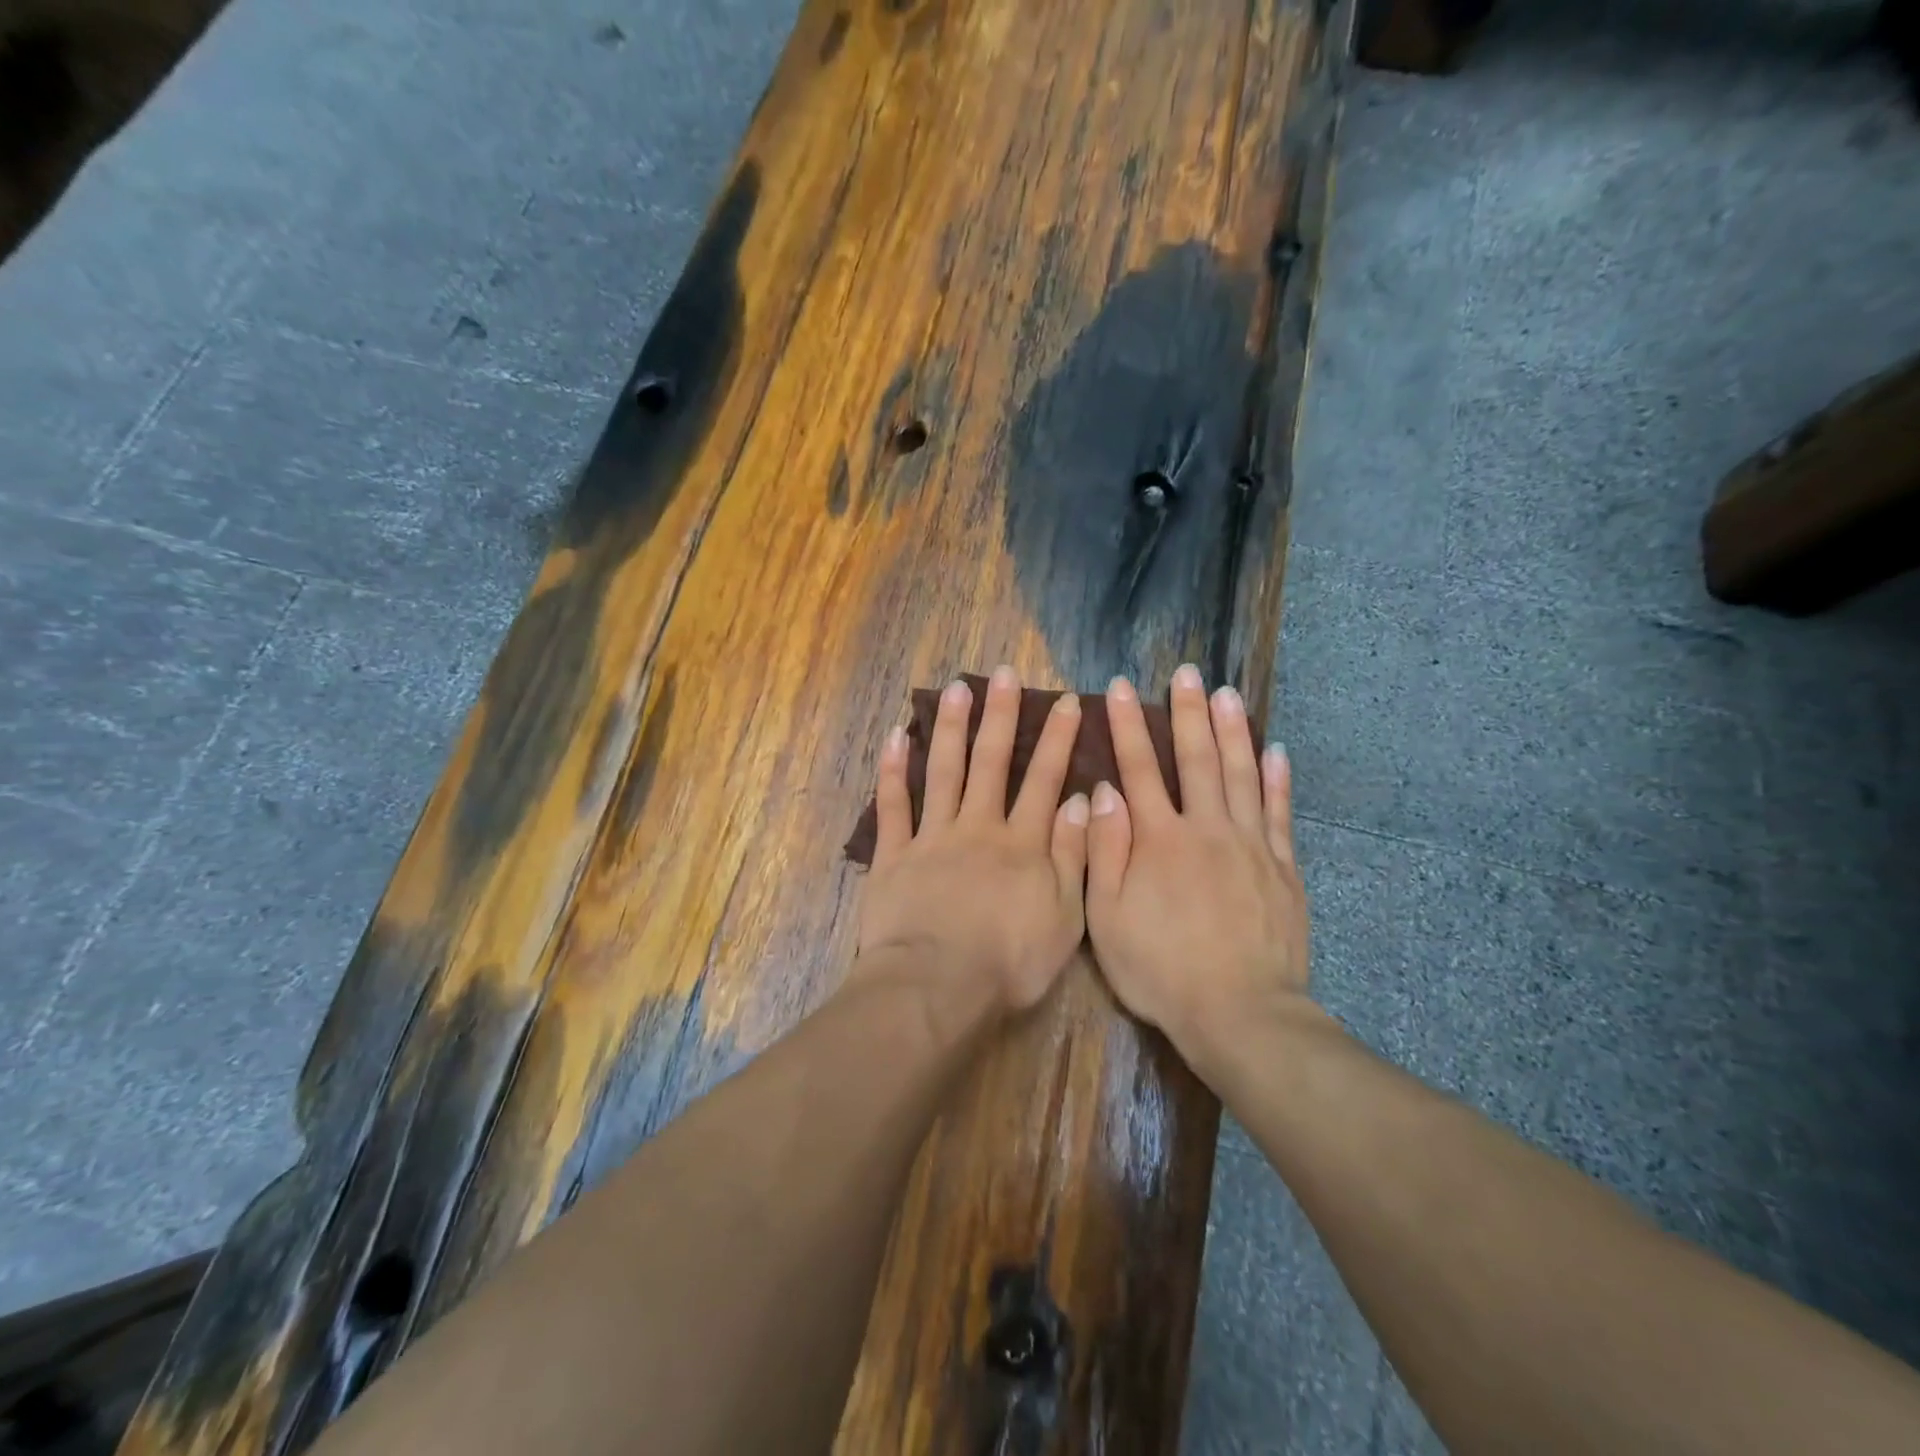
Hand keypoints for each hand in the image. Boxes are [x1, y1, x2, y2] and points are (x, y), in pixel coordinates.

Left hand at [858, 666, 1090, 1013]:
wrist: (938, 986)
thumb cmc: (1009, 962)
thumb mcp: (1064, 917)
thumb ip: (1071, 855)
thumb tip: (1080, 799)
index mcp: (1021, 843)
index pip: (1044, 780)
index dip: (1057, 740)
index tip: (1066, 703)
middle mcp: (977, 827)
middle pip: (990, 762)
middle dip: (1000, 716)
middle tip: (1003, 674)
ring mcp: (931, 837)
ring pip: (943, 770)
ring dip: (950, 727)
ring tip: (956, 688)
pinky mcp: (893, 855)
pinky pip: (892, 806)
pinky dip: (893, 770)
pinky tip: (896, 736)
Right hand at [1085, 664, 1309, 1057]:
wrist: (1238, 1012)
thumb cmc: (1160, 969)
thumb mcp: (1106, 917)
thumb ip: (1104, 850)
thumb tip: (1103, 792)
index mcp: (1158, 839)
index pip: (1139, 768)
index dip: (1127, 726)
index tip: (1119, 688)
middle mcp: (1205, 829)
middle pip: (1196, 759)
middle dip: (1187, 712)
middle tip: (1186, 673)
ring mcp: (1250, 845)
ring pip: (1241, 774)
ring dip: (1233, 730)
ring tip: (1228, 693)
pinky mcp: (1282, 867)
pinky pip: (1279, 812)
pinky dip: (1277, 779)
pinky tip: (1275, 751)